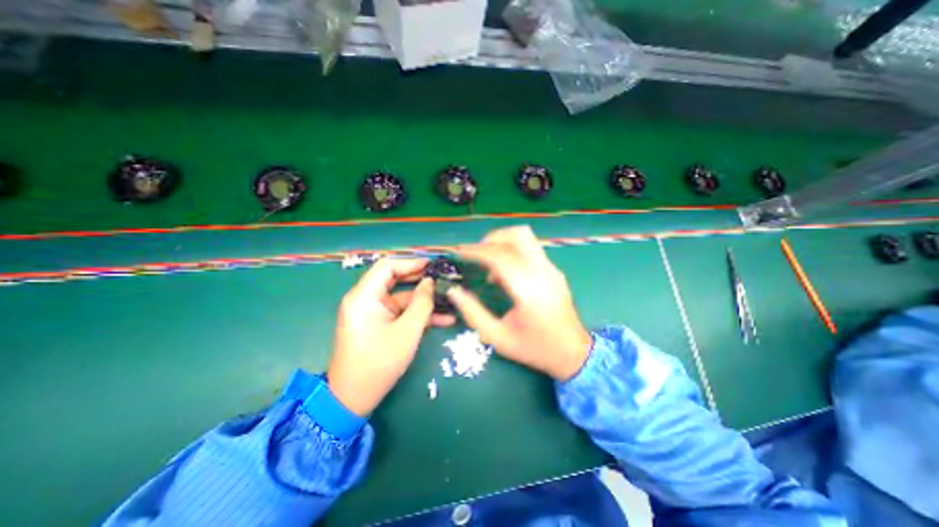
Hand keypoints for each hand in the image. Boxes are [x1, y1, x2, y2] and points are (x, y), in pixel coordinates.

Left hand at [327, 257, 456, 415]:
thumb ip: (422, 303)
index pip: (387, 266)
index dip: (411, 262)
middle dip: (421, 280)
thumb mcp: (407, 331)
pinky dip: (417, 315)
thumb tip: (430, 282)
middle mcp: (365, 299)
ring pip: (401, 298)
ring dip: (424, 301)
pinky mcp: (378, 324)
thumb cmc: (379, 363)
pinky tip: (442, 319)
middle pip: (395, 280)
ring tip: (449, 301)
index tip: (433, 265)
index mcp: (364, 296)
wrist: (353, 399)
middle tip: (444, 279)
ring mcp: (372, 312)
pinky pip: (399, 313)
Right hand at [445, 229, 588, 379]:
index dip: (477, 251)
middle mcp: (542, 273)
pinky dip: (513, 251)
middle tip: (475, 253)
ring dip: (503, 242)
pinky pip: (531, 249)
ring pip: (526, 238)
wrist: (573, 353)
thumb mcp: (498, 337)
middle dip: (492, 238)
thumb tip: (454, 291)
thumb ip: (473, 313)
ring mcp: (551, 270)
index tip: (459, 251)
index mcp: (528, 290)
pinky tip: (504, 272)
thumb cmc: (534, 348)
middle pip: (518, 236)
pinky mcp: (554, 271)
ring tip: (487, 261)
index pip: (500, 257)